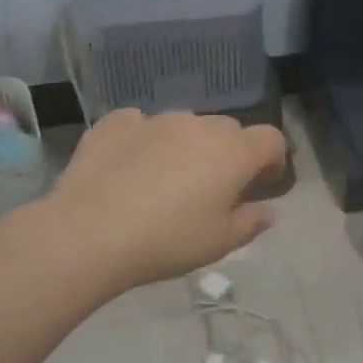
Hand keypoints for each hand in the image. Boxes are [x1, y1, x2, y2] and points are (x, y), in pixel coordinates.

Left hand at [45, 109, 286, 292]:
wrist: (89, 233)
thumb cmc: (168, 241)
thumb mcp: (220, 243)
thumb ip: (251, 222)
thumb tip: (267, 211)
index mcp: (233, 152)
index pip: (271, 138)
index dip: (274, 158)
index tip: (263, 183)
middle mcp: (198, 125)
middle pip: (228, 129)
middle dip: (230, 152)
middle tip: (215, 187)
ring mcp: (155, 120)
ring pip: (185, 124)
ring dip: (188, 145)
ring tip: (168, 179)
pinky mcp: (115, 124)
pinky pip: (141, 123)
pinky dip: (145, 139)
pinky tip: (132, 164)